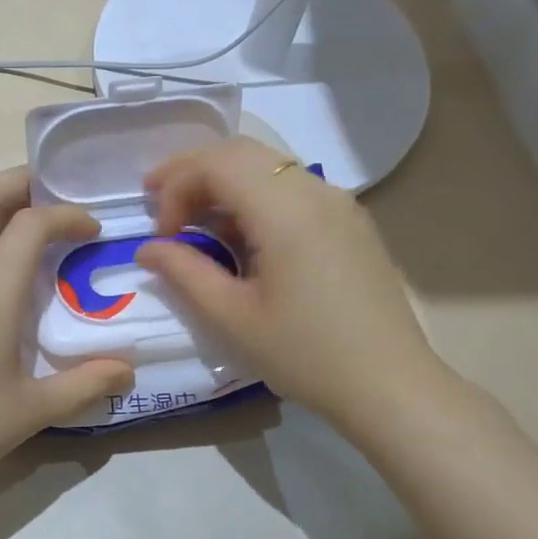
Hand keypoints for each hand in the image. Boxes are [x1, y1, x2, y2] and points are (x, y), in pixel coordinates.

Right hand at [135, 137, 447, 429]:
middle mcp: (316, 191)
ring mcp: (339, 203)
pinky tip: (242, 236)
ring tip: (195, 222)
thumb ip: (184, 273)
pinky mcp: (350, 222)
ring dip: (224, 183)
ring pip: (268, 166)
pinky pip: (292, 188)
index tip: (161, 234)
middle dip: (193, 172)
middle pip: (241, 152)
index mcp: (286, 210)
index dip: (175, 187)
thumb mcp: (232, 317)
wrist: (390, 385)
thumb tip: (148, 248)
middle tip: (159, 205)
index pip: (216, 164)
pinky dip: (254, 196)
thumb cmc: (305, 355)